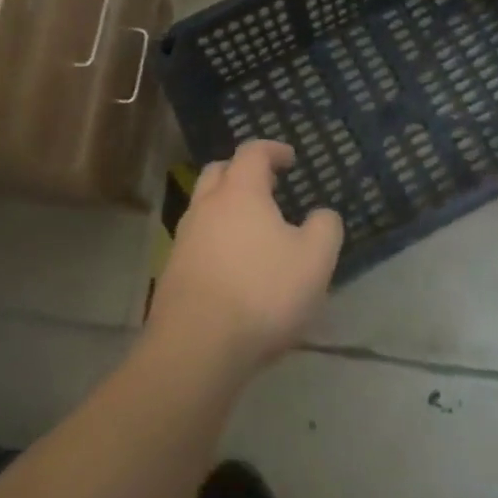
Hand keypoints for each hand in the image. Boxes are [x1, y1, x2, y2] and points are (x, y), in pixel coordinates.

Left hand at [147, 140, 342, 379]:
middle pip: (219, 172)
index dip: (273, 150)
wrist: (196, 348)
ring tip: (254, 230)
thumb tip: (322, 215)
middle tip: (267, 186)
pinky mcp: (172, 273)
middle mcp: (206, 207)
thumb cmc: (262, 293)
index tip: (290, 158)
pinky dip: (216, 241)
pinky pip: (197, 242)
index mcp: (240, 192)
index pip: (252, 152)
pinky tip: (235, 268)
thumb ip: (325, 228)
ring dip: (227, 209)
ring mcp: (183, 240)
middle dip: (242, 172)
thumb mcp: (314, 260)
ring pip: (204, 208)